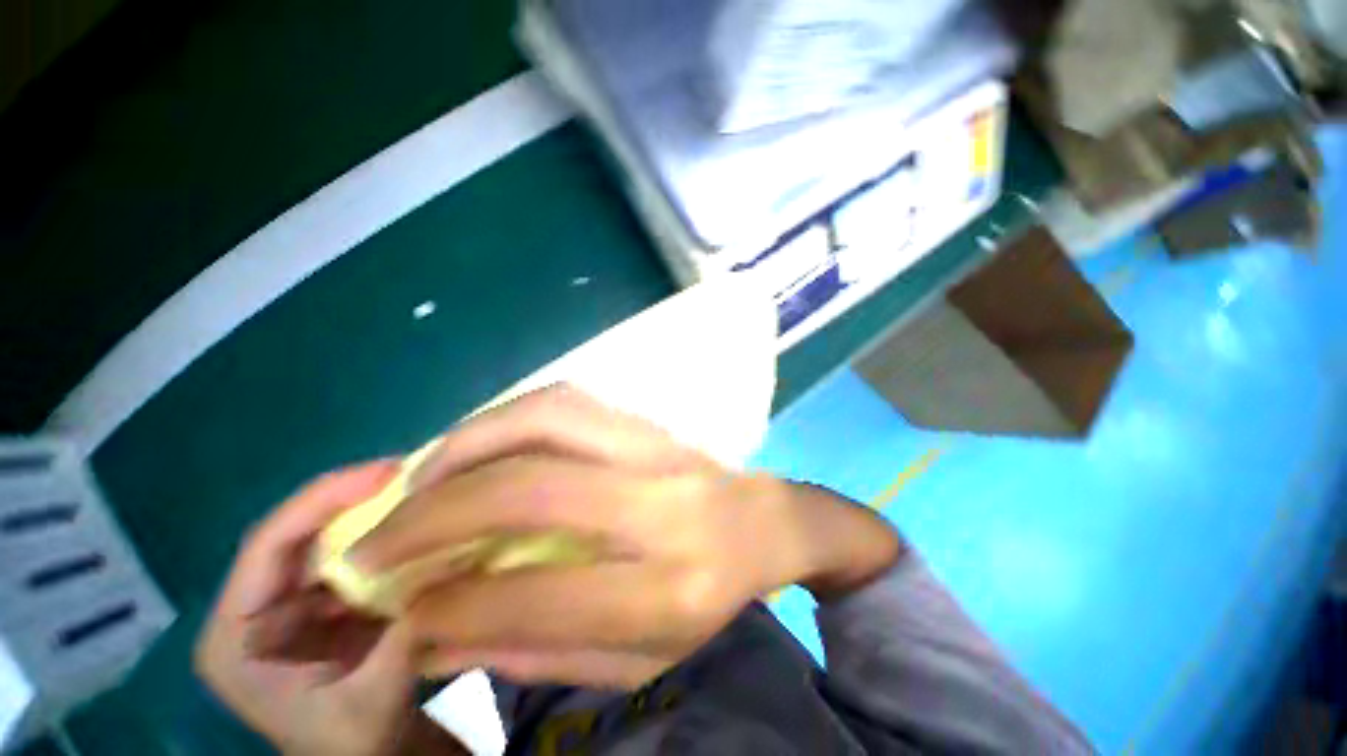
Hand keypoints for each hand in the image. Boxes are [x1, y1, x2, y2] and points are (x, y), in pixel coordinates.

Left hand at [196, 463, 463, 755]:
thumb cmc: (355, 741)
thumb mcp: (378, 694)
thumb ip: (408, 629)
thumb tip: (452, 560)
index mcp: (234, 636)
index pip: (267, 546)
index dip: (323, 501)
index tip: (385, 473)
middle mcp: (252, 608)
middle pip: (297, 534)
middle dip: (354, 497)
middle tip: (413, 471)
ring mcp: (287, 602)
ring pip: (327, 539)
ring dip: (373, 511)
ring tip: (422, 485)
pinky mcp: (320, 600)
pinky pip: (352, 553)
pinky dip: (385, 533)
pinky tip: (418, 518)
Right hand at [351, 385, 900, 688]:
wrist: (768, 521)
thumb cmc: (714, 599)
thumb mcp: (643, 658)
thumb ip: (541, 650)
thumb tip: (438, 632)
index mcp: (673, 587)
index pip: (541, 597)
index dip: (452, 605)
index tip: (398, 608)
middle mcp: (665, 506)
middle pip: (533, 489)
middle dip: (434, 514)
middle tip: (373, 541)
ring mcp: (658, 448)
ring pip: (547, 418)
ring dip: (466, 447)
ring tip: (417, 485)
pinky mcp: (648, 421)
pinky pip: (566, 403)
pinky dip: (505, 421)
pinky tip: (477, 450)